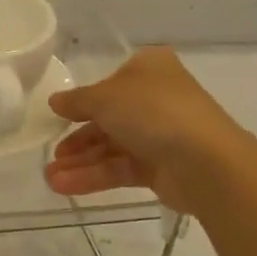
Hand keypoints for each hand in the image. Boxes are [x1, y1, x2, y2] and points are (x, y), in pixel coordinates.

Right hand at [45, 48, 246, 213]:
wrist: (205, 161)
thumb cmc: (153, 111)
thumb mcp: (104, 97)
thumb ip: (77, 100)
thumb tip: (56, 101)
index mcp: (149, 69)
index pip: (110, 82)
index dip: (83, 100)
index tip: (58, 115)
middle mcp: (156, 99)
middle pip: (109, 118)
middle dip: (77, 138)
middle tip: (52, 153)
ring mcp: (161, 135)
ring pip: (112, 146)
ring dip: (81, 161)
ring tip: (50, 178)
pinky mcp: (162, 168)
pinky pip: (121, 168)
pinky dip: (94, 176)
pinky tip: (65, 185)